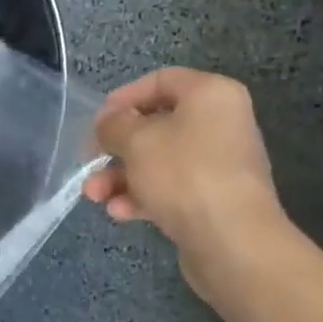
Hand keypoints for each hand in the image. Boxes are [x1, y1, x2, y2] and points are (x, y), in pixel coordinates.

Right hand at [83, 67, 283, 281]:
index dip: (124, 97)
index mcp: (211, 95)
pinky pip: (171, 188)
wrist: (233, 241)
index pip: (161, 80)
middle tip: (89, 161)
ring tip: (95, 195)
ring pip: (159, 161)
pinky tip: (120, 212)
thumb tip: (108, 122)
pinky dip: (143, 196)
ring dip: (121, 176)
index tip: (98, 121)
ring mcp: (219, 164)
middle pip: (156, 125)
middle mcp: (220, 124)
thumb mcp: (136, 140)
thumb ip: (113, 125)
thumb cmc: (184, 174)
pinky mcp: (213, 198)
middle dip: (116, 147)